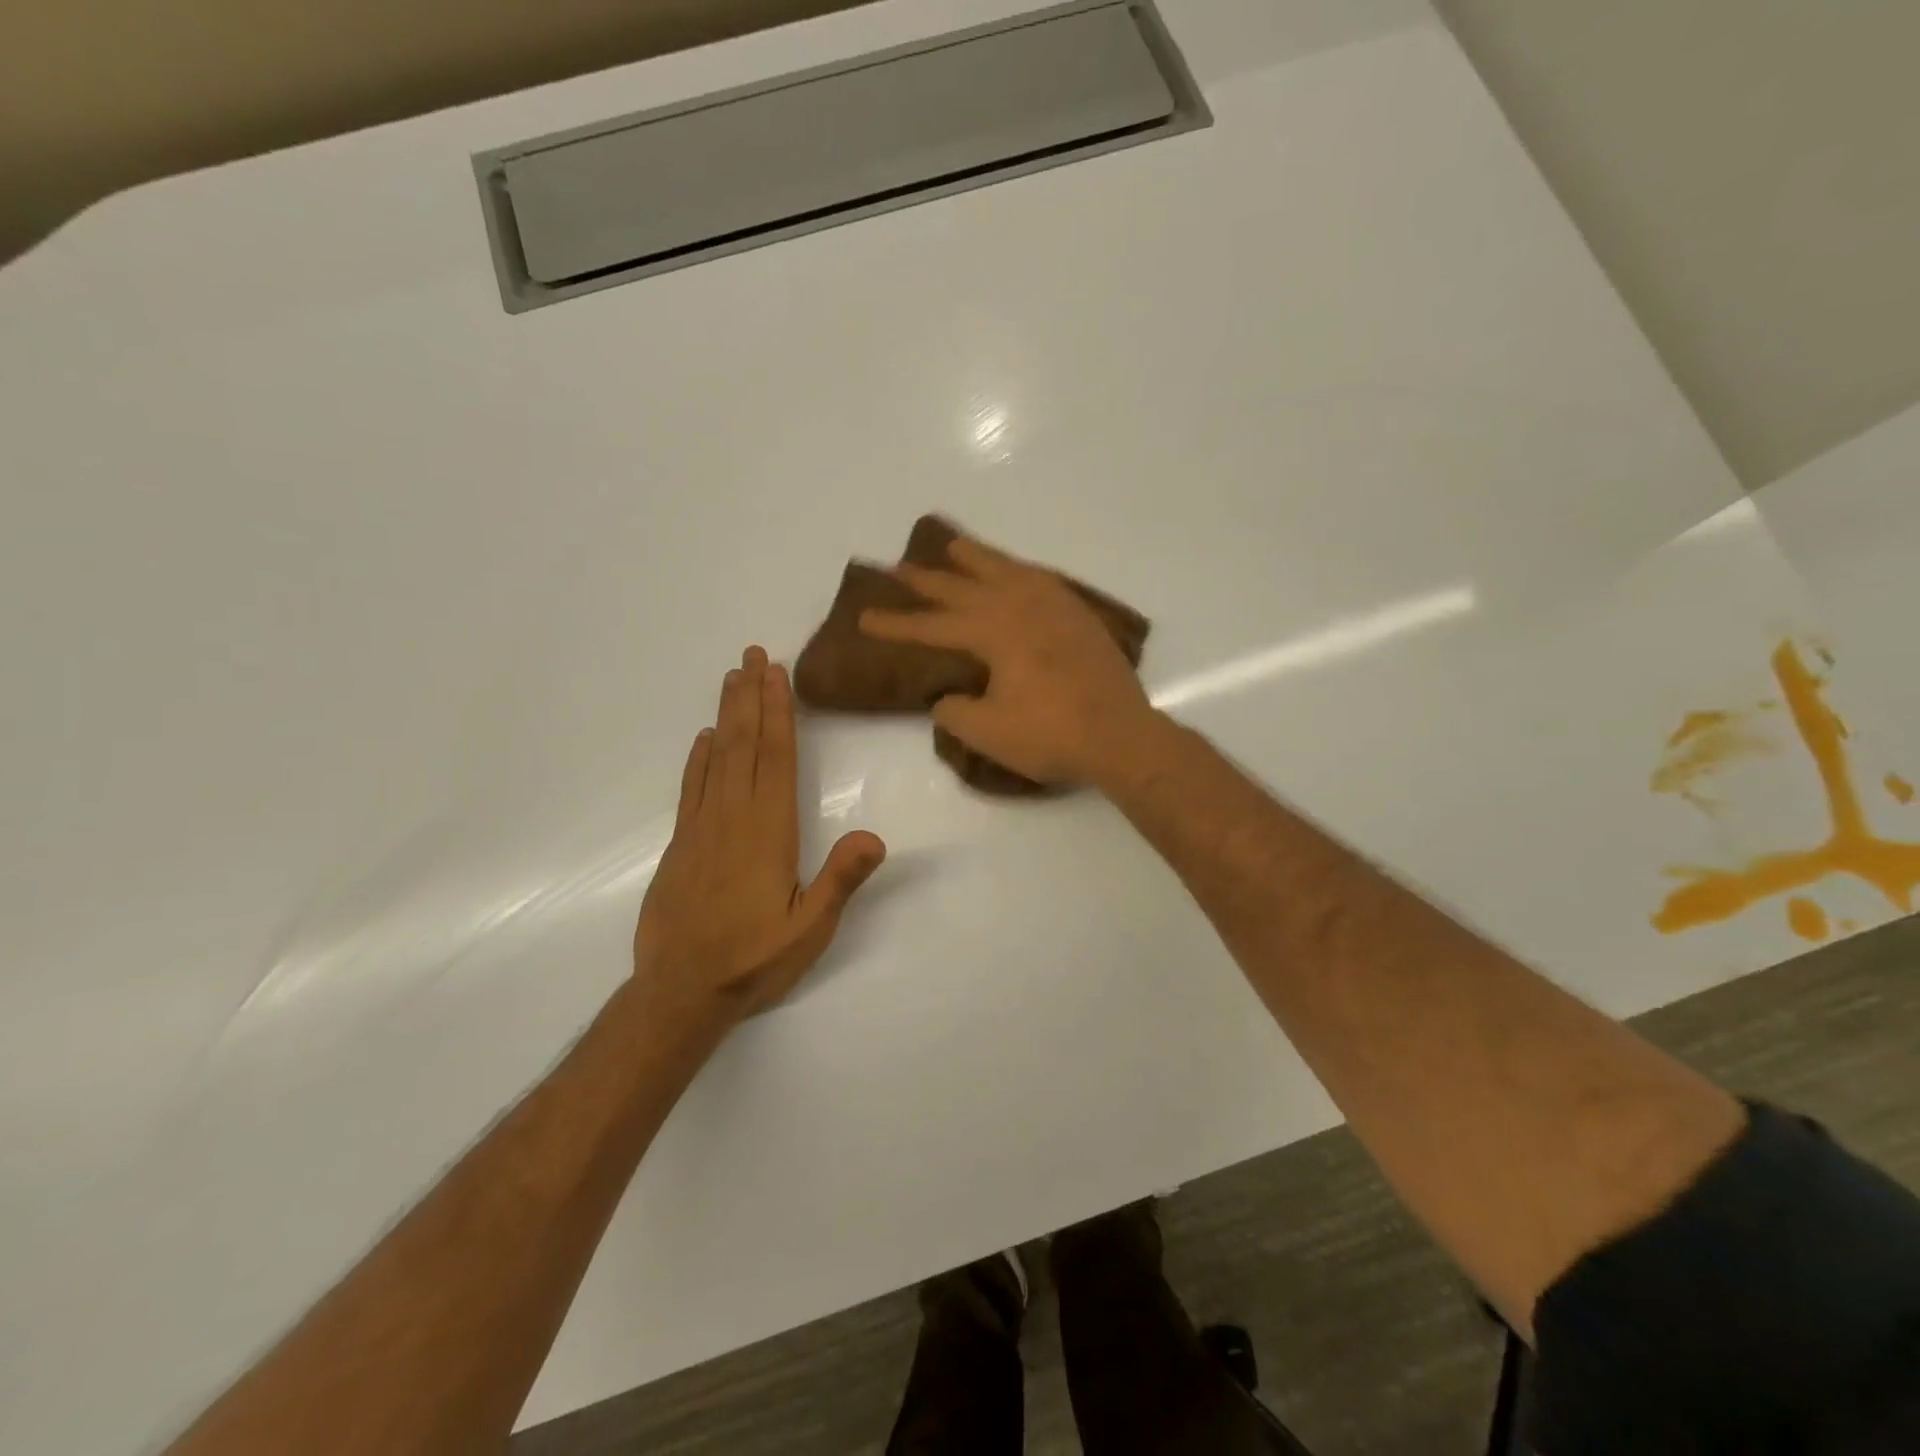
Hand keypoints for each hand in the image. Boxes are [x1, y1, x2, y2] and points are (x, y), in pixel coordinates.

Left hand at [634, 646, 885, 1022]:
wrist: (680, 992)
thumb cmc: (753, 960)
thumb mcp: (810, 929)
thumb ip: (841, 880)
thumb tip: (875, 835)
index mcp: (768, 831)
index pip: (776, 759)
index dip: (778, 713)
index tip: (776, 674)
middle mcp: (734, 818)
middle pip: (744, 745)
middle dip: (751, 697)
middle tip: (753, 654)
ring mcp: (701, 828)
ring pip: (716, 758)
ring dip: (725, 715)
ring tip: (732, 678)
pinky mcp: (681, 844)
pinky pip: (692, 787)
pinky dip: (698, 757)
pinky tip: (703, 738)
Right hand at [859, 535, 1157, 787]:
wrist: (1121, 736)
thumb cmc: (1051, 736)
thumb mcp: (988, 732)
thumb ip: (955, 711)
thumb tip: (947, 696)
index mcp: (995, 633)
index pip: (934, 625)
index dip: (897, 623)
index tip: (865, 617)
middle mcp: (1021, 608)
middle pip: (965, 588)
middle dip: (929, 580)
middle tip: (898, 567)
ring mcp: (1055, 608)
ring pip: (1007, 571)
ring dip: (977, 558)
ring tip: (954, 545)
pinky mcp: (1079, 617)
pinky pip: (1041, 580)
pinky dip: (1021, 570)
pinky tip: (1016, 572)